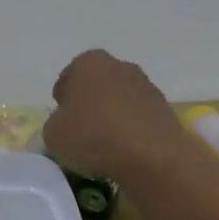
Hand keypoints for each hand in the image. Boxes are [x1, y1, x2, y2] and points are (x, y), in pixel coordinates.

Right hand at [43, 49, 190, 184]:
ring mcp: (147, 85)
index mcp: (88, 63)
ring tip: (105, 146)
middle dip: (89, 105)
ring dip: (112, 117)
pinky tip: (125, 151)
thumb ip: (55, 124)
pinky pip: (138, 118)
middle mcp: (119, 66)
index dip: (62, 102)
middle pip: (96, 86)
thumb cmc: (93, 136)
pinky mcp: (165, 109)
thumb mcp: (53, 135)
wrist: (152, 156)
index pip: (67, 79)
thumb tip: (66, 125)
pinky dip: (131, 130)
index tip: (61, 123)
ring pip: (119, 101)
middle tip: (81, 133)